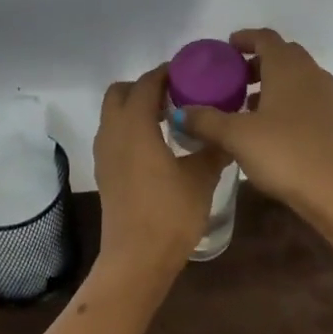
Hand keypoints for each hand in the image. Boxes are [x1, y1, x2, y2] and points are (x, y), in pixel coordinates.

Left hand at [92, 65, 229, 276]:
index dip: (166, 73)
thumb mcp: (201, 178)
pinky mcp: (105, 172)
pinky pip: (114, 134)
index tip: (190, 73)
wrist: (136, 260)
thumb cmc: (169, 213)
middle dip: (145, 87)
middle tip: (176, 95)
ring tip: (170, 119)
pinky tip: (158, 146)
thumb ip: (213, 148)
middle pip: (121, 92)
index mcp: (135, 125)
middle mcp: (113, 132)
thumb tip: (227, 132)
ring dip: (137, 108)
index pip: (146, 83)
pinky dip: (131, 128)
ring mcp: (105, 153)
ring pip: (114, 114)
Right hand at [172, 29, 332, 222]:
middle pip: (282, 54)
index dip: (244, 39)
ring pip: (296, 77)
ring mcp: (327, 96)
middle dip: (256, 62)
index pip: (265, 38)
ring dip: (272, 83)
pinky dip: (286, 101)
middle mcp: (310, 72)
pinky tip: (270, 128)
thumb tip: (180, 112)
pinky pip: (306, 97)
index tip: (225, 49)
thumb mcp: (236, 136)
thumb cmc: (285, 153)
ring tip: (246, 106)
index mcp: (287, 66)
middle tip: (232, 79)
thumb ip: (206, 120)